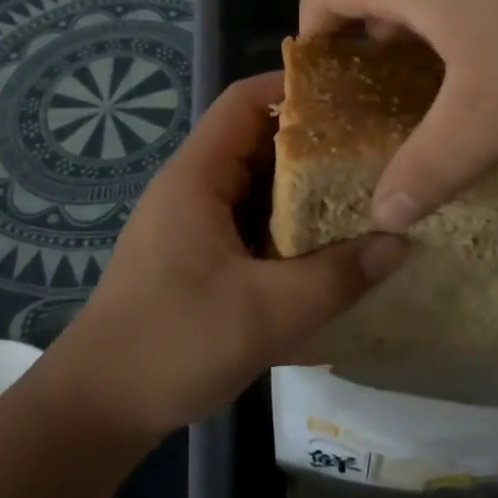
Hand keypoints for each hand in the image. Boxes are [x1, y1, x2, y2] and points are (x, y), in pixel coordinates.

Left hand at [36, 73, 409, 441]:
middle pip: (256, 141)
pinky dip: (287, 225)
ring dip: (303, 189)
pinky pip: (250, 222)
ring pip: (256, 186)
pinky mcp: (198, 256)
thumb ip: (336, 277)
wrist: (96, 408)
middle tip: (375, 149)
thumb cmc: (171, 345)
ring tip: (364, 191)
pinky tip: (328, 244)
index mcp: (197, 178)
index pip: (244, 101)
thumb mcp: (264, 313)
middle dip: (313, 142)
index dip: (294, 88)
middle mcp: (192, 188)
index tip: (353, 95)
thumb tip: (401, 243)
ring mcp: (193, 223)